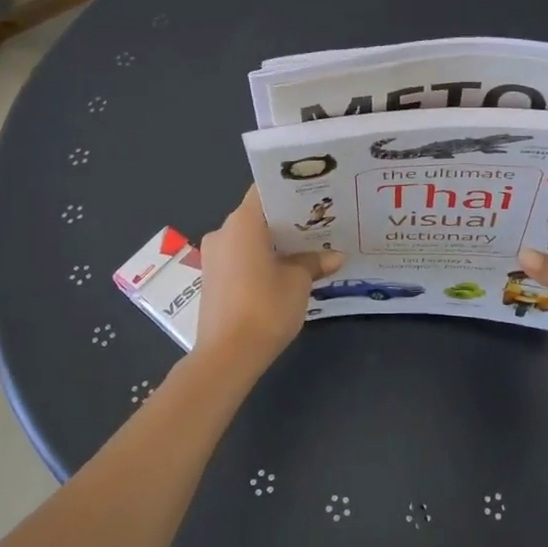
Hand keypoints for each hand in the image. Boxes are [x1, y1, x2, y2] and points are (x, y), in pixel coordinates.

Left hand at [194, 186, 341, 369]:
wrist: (227, 356)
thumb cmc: (265, 307)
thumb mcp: (298, 282)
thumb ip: (314, 262)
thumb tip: (335, 256)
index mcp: (243, 222)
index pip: (266, 191)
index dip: (290, 191)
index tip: (314, 196)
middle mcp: (223, 232)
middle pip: (259, 216)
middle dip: (287, 221)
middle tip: (319, 225)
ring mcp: (213, 257)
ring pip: (249, 239)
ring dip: (275, 243)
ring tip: (307, 250)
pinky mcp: (212, 279)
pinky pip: (240, 257)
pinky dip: (261, 260)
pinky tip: (285, 272)